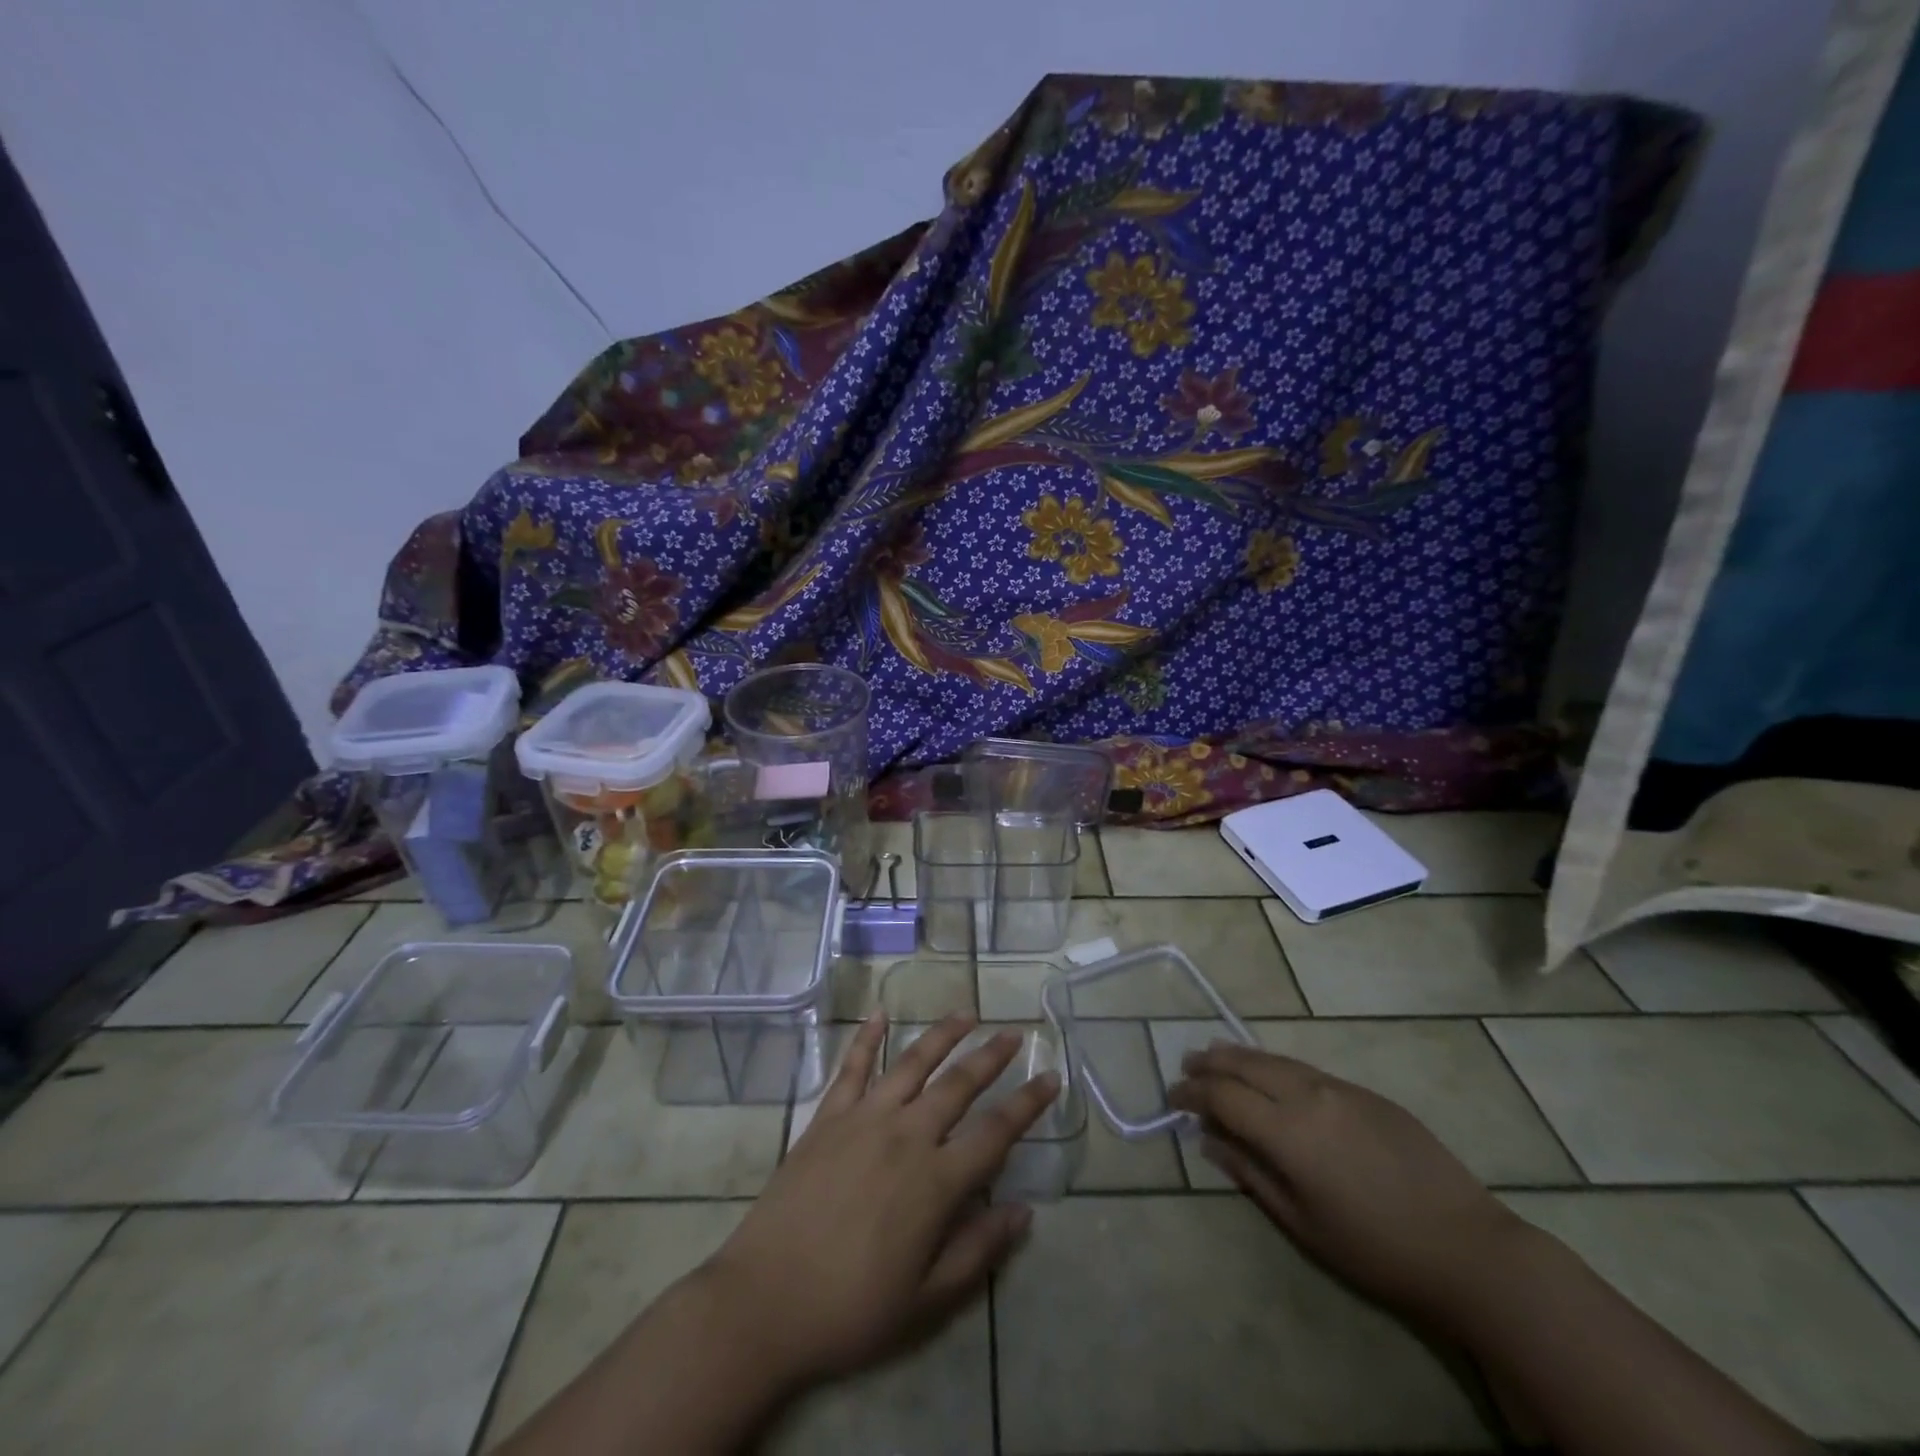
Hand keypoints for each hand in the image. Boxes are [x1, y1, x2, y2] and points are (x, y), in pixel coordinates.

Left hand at [702, 1011, 1058, 1388]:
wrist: (764, 1302)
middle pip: (959, 1084)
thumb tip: (1023, 1211)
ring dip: (942, 1035)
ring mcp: (864, 1119)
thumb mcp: (927, 1301)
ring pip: (913, 1063)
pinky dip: (867, 1037)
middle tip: (1013, 1033)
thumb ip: (978, 1250)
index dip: (1028, 1104)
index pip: (996, 1132)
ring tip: (966, 1014)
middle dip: (991, 1056)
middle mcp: (907, 1135)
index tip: (1050, 1077)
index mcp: (936, 1182)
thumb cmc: (851, 1308)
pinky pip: (852, 1067)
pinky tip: (880, 1013)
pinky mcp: (828, 1117)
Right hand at [1169, 1041, 1523, 1330]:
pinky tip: (1272, 1076)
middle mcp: (1308, 1095)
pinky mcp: (1366, 1093)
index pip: (1223, 1096)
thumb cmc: (1377, 1251)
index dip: (1192, 1093)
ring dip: (1240, 1057)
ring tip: (1217, 1057)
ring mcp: (1340, 1088)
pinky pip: (1306, 1069)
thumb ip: (1251, 1174)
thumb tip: (1211, 1142)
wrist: (1469, 1249)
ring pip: (1276, 1059)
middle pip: (1245, 1064)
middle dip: (1210, 1064)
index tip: (1172, 1098)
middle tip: (1187, 1067)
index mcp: (1288, 1131)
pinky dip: (1275, 1066)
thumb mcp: (1303, 1223)